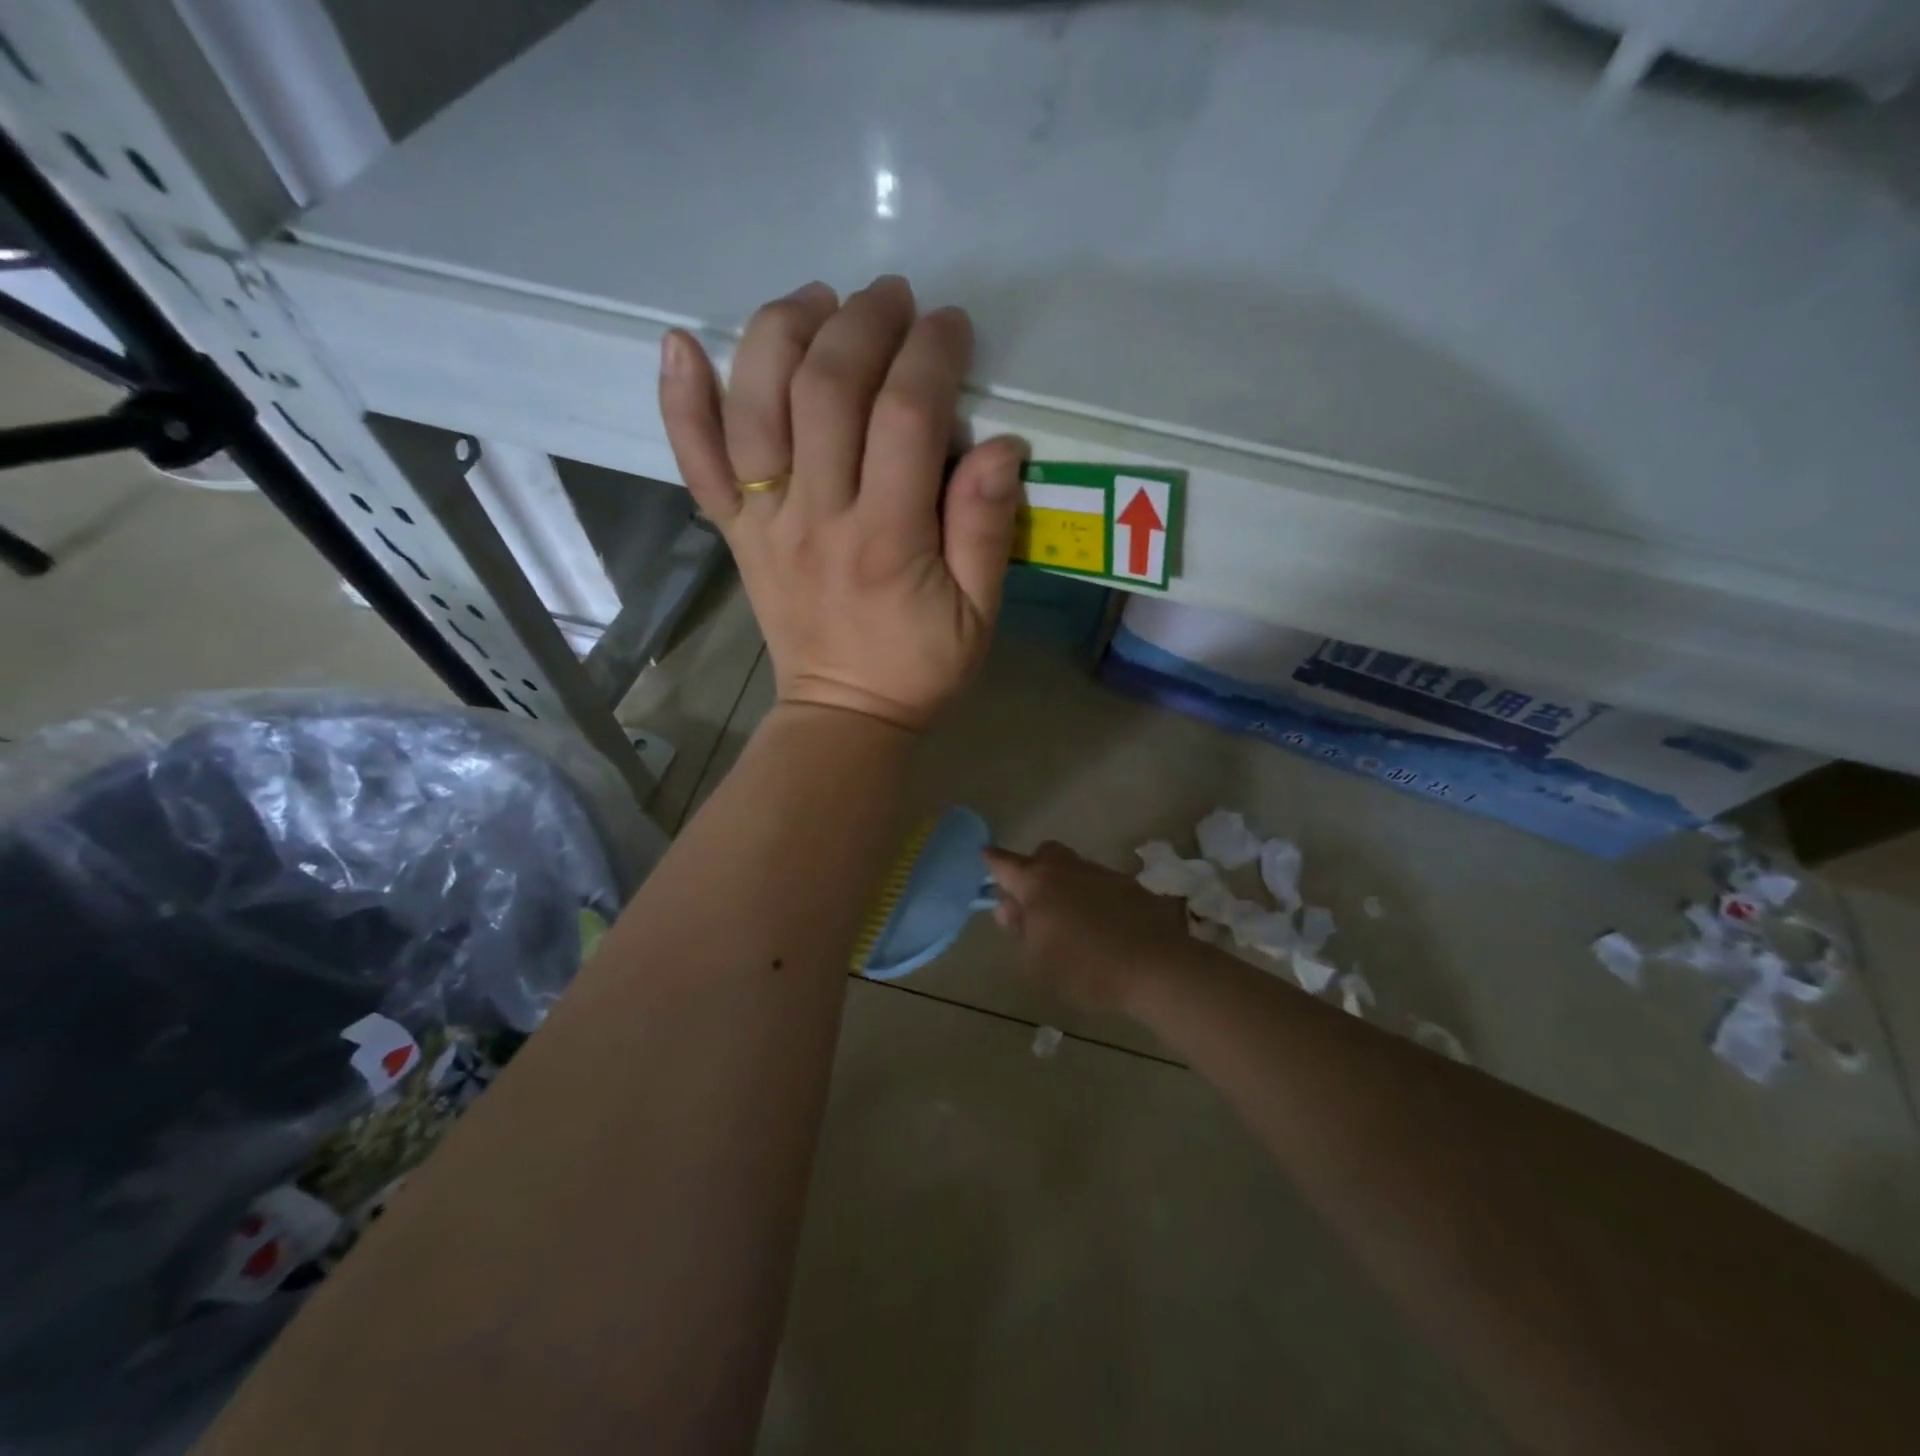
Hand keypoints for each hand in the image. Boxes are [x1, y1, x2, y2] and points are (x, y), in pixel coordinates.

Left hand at [658, 276, 1025, 732]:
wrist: (844, 715)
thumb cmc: (919, 667)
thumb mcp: (979, 614)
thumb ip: (986, 530)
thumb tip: (999, 444)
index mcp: (888, 540)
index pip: (905, 417)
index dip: (930, 355)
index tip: (951, 327)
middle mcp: (817, 517)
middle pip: (826, 390)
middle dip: (862, 323)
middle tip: (892, 298)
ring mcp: (765, 523)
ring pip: (755, 406)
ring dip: (782, 334)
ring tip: (817, 299)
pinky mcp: (736, 533)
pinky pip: (697, 462)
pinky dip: (681, 401)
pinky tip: (679, 342)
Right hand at [983, 842, 1192, 1014]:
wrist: (1155, 966)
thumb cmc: (1084, 968)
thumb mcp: (1038, 961)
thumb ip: (1019, 930)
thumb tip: (1007, 907)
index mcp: (1037, 883)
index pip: (1004, 864)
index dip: (992, 861)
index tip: (984, 855)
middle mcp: (1067, 868)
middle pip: (1043, 854)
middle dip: (1033, 867)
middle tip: (1032, 898)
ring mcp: (1100, 873)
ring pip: (1073, 868)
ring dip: (1065, 885)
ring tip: (1070, 920)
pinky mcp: (1129, 885)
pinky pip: (1099, 884)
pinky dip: (1093, 898)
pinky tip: (1100, 926)